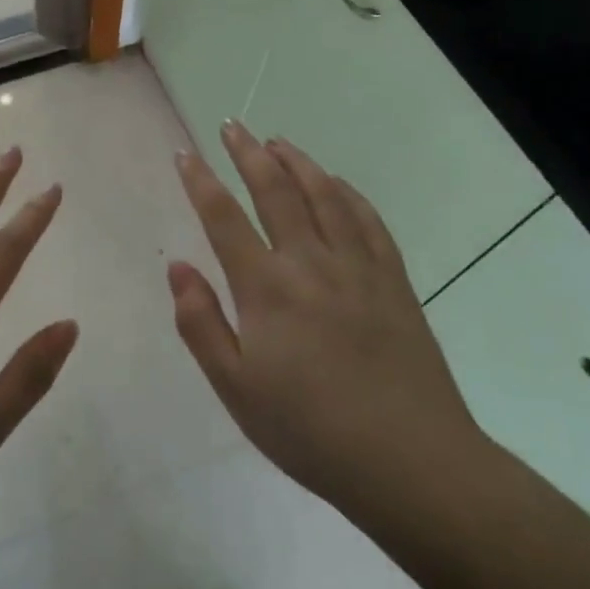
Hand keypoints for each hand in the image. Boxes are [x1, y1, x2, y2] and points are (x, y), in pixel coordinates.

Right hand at [169, 122, 485, 513]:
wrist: (411, 462)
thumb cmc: (310, 431)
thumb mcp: (236, 388)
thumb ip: (200, 323)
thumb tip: (178, 267)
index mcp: (267, 288)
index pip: (224, 218)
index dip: (200, 181)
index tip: (184, 153)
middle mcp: (311, 263)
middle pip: (275, 191)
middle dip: (248, 154)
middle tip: (231, 126)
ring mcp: (358, 267)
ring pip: (324, 195)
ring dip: (297, 162)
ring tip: (277, 141)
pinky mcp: (394, 281)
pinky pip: (368, 221)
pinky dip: (347, 192)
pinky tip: (336, 183)